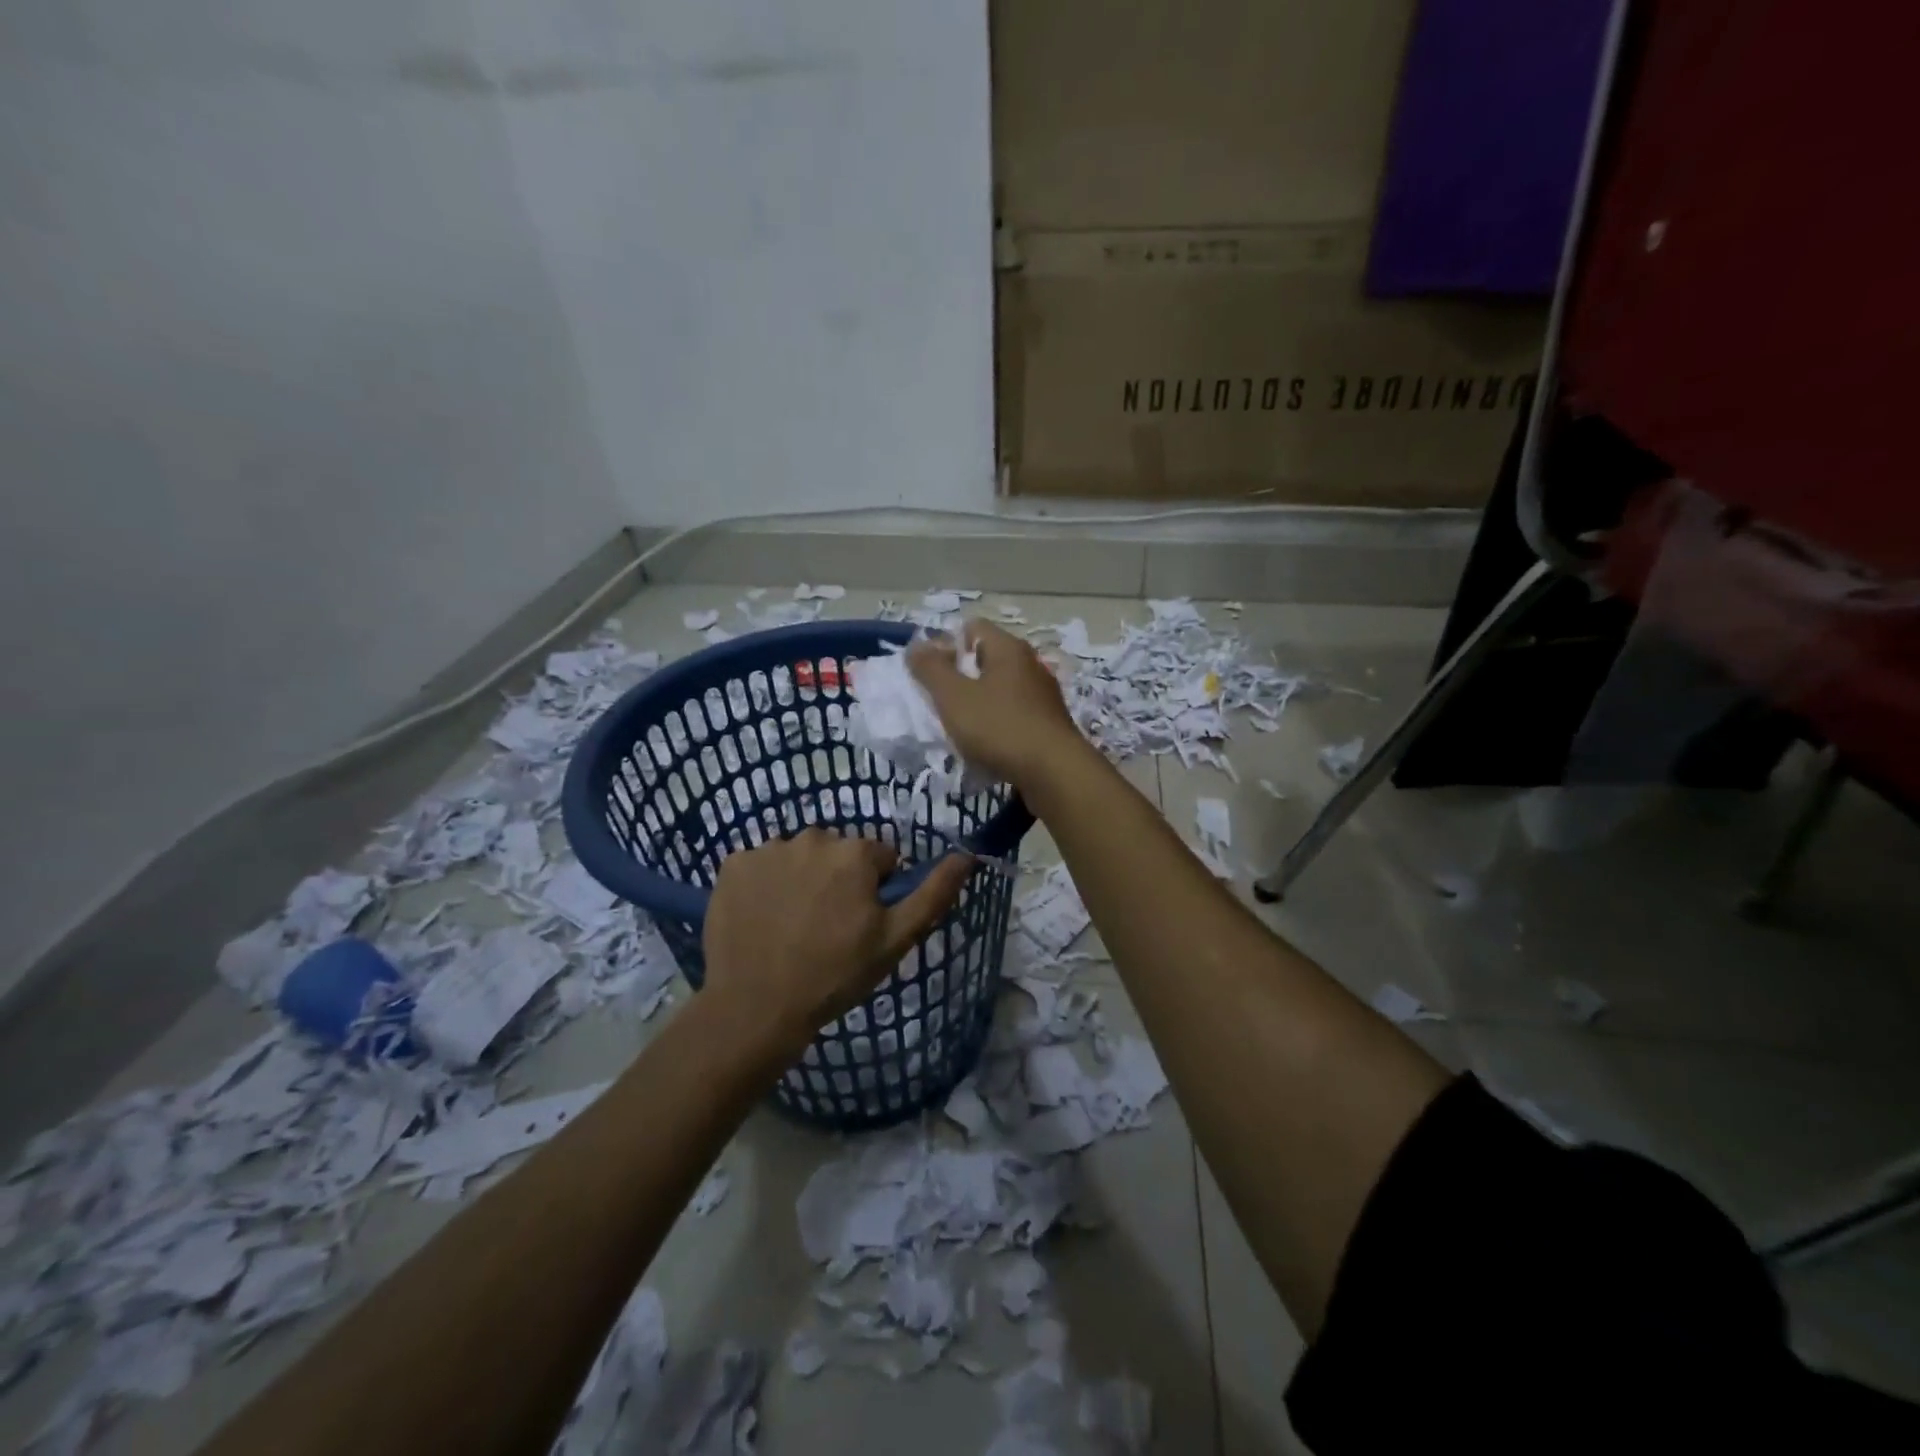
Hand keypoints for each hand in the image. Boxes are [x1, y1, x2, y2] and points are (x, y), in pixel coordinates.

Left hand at [702, 829, 972, 1055]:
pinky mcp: (733, 865)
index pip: (880, 858)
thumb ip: (933, 894)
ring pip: (798, 857)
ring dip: (801, 878)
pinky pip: (760, 865)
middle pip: (837, 852)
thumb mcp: (895, 940)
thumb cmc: (834, 975)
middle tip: (827, 927)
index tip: (862, 923)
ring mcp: (767, 849)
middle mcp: (811, 837)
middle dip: (838, 879)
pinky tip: (762, 918)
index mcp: (855, 853)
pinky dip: (764, 884)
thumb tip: (967, 855)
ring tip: (792, 925)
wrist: (755, 1008)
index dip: (876, 890)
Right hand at [908, 620, 1084, 790]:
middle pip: (986, 660)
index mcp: (1008, 649)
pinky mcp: (1048, 724)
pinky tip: (986, 748)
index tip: (930, 674)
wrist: (1055, 773)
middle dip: (959, 679)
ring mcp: (1042, 695)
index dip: (945, 645)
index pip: (971, 628)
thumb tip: (916, 646)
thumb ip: (931, 669)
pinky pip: (1013, 716)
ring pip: (999, 690)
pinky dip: (996, 727)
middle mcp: (1030, 665)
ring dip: (977, 706)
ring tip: (960, 730)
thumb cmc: (999, 727)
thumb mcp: (954, 697)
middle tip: (940, 703)